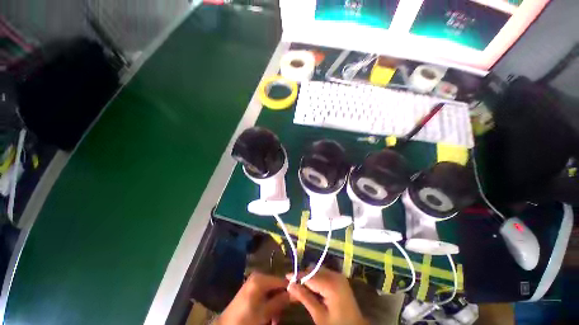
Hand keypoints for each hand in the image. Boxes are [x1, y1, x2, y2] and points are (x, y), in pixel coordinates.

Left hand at [216, 272, 289, 324]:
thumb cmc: (246, 319)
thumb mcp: (265, 312)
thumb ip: (281, 300)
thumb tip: (296, 292)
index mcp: (261, 279)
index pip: (282, 280)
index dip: (290, 290)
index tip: (296, 300)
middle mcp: (258, 277)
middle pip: (276, 287)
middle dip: (280, 302)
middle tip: (279, 317)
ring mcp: (254, 283)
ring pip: (271, 293)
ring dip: (274, 306)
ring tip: (274, 321)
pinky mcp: (251, 290)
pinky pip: (264, 295)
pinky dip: (268, 305)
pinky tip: (267, 317)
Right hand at [287, 267, 367, 324]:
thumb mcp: (319, 316)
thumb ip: (305, 298)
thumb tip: (290, 285)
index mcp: (331, 284)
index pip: (310, 276)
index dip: (297, 276)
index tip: (286, 277)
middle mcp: (335, 275)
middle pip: (314, 270)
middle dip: (303, 277)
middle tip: (294, 287)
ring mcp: (339, 276)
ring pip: (318, 271)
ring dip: (309, 278)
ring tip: (302, 289)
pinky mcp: (340, 278)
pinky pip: (324, 274)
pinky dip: (316, 279)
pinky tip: (312, 289)